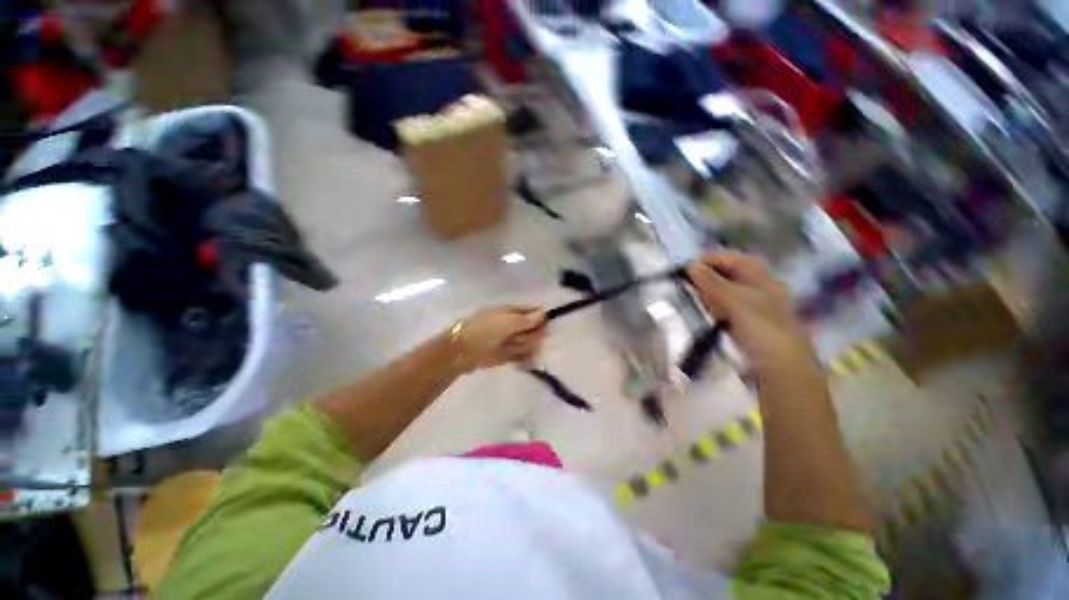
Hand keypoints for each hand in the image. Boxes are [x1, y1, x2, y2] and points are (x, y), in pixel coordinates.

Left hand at [454, 305, 546, 370]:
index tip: (548, 322)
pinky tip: (520, 355)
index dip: (539, 316)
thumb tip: (543, 312)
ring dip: (525, 344)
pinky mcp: (506, 355)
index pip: (529, 311)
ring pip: (527, 342)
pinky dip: (523, 356)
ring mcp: (508, 340)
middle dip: (532, 333)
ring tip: (514, 345)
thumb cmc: (486, 330)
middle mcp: (510, 325)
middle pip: (531, 328)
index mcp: (508, 312)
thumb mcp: (508, 321)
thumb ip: (527, 319)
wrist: (463, 351)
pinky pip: (521, 355)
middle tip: (525, 336)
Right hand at [685, 253, 820, 383]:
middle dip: (707, 277)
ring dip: (708, 293)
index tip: (686, 268)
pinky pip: (725, 309)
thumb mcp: (735, 302)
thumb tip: (689, 266)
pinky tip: (707, 313)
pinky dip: (714, 308)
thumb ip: (711, 283)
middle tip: (688, 285)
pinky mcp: (745, 323)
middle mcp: (758, 289)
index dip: (709, 260)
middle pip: (727, 275)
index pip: (732, 259)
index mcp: (761, 279)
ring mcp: (752, 307)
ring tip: (695, 299)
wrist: (781, 368)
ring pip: (724, 292)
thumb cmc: (761, 329)